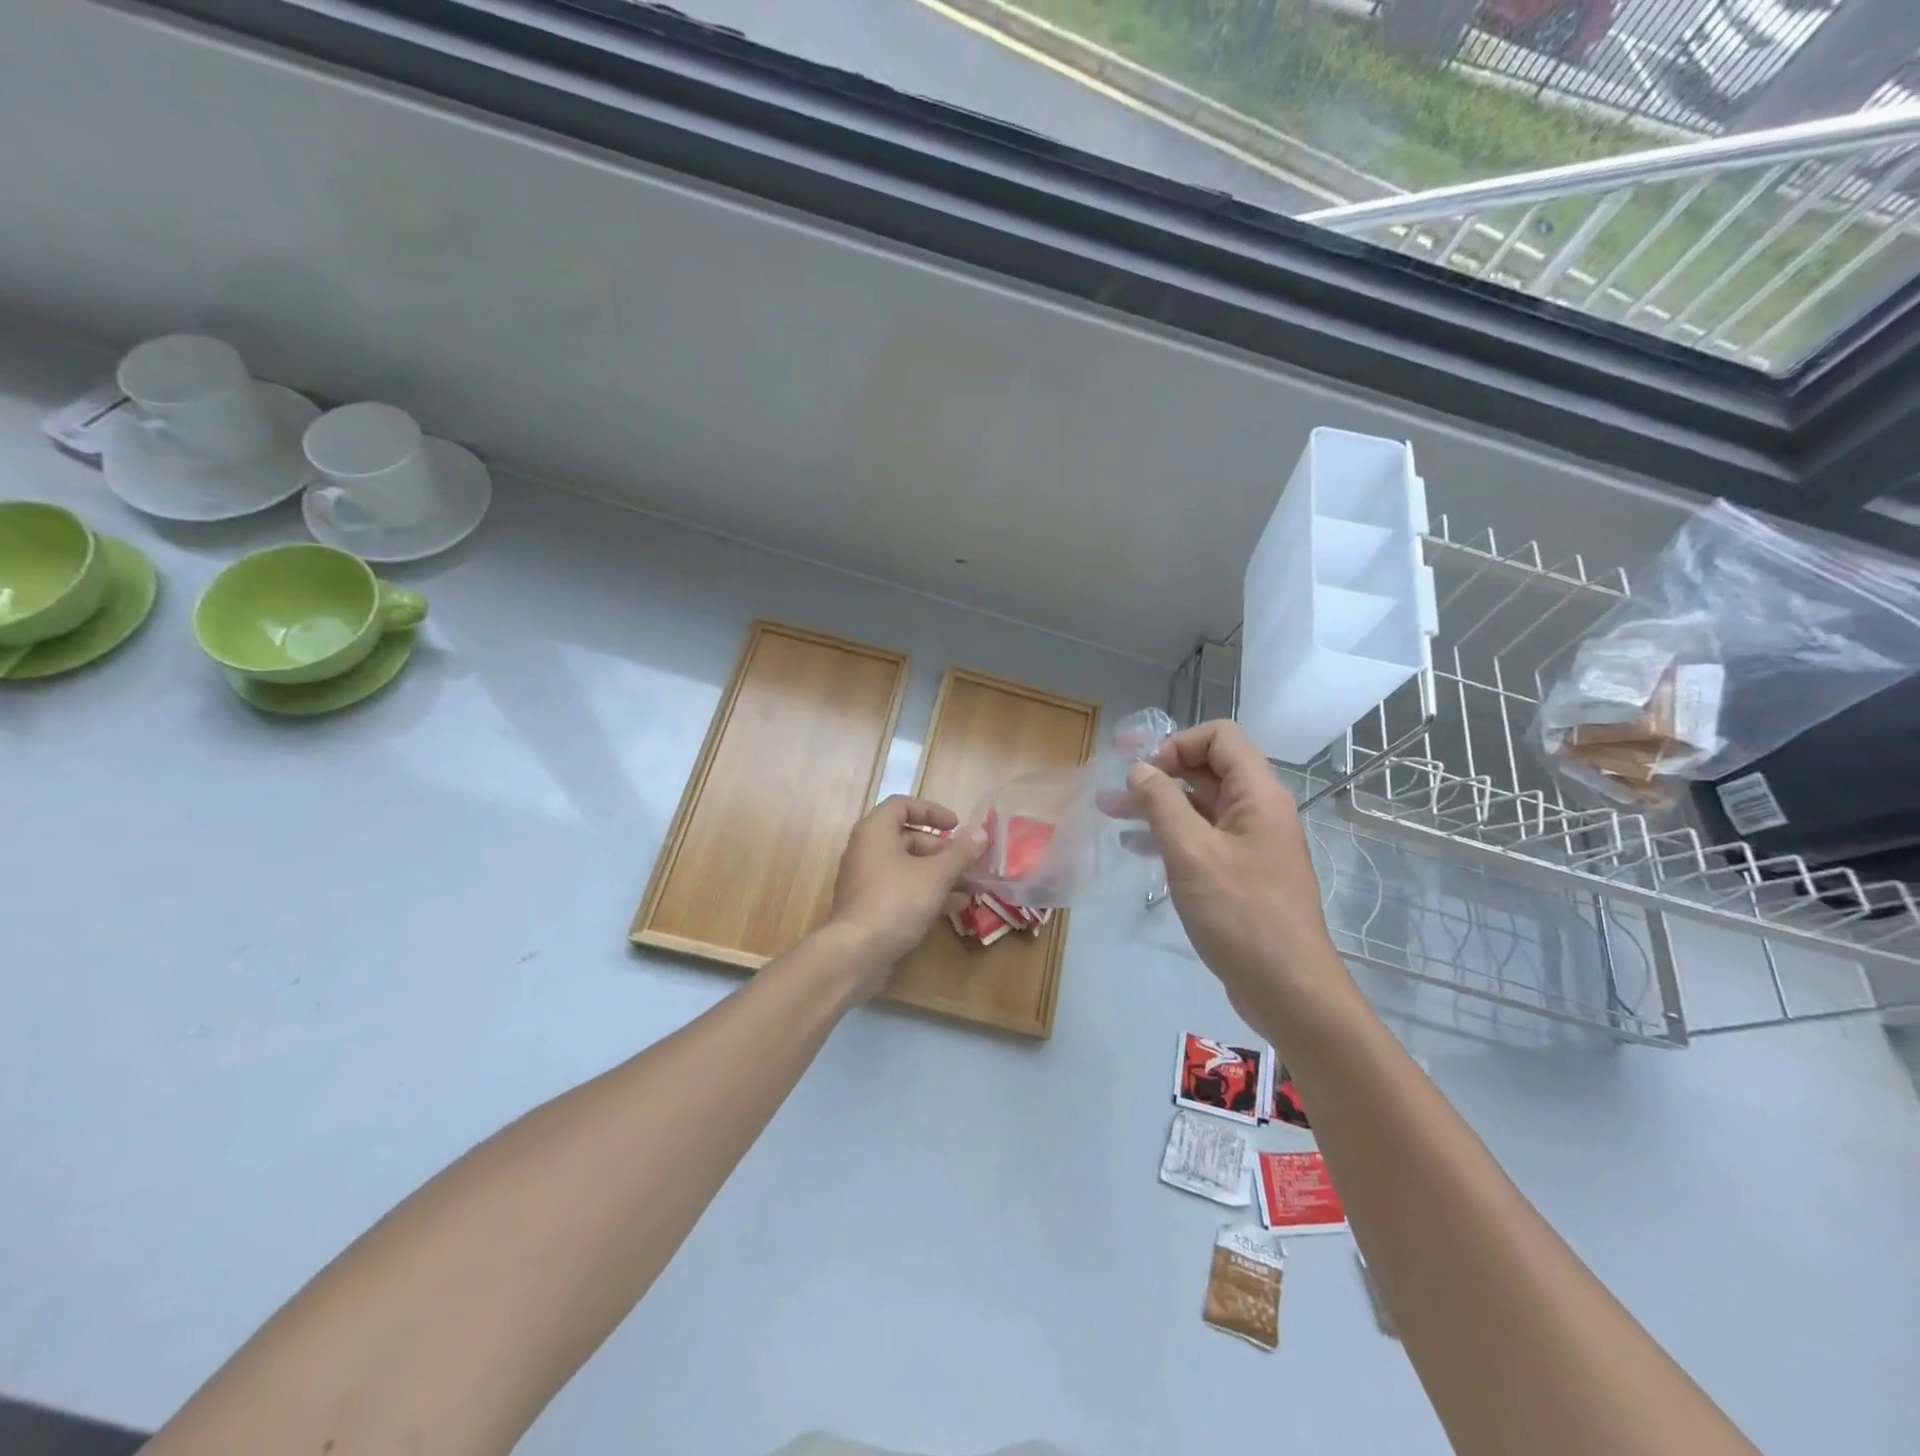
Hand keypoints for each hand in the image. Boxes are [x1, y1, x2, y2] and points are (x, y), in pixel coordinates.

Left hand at [823, 795, 986, 993]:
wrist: (857, 953)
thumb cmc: (897, 901)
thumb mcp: (936, 875)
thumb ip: (960, 853)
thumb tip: (981, 832)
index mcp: (876, 831)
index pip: (903, 805)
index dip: (932, 811)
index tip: (956, 825)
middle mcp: (866, 850)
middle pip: (908, 838)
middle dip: (942, 850)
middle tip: (968, 862)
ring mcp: (866, 879)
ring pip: (908, 867)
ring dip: (939, 873)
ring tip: (971, 886)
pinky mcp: (870, 905)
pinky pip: (901, 888)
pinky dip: (926, 891)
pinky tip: (955, 906)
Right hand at [1126, 721, 1347, 1025]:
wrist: (1287, 989)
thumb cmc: (1241, 914)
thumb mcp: (1191, 853)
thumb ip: (1162, 803)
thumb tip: (1139, 768)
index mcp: (1258, 795)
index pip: (1220, 737)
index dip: (1178, 743)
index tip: (1144, 771)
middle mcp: (1258, 811)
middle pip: (1208, 769)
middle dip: (1159, 772)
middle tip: (1114, 785)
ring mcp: (1250, 843)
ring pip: (1200, 805)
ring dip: (1157, 804)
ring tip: (1110, 812)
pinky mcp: (1241, 873)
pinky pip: (1202, 837)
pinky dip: (1169, 834)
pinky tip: (1136, 846)